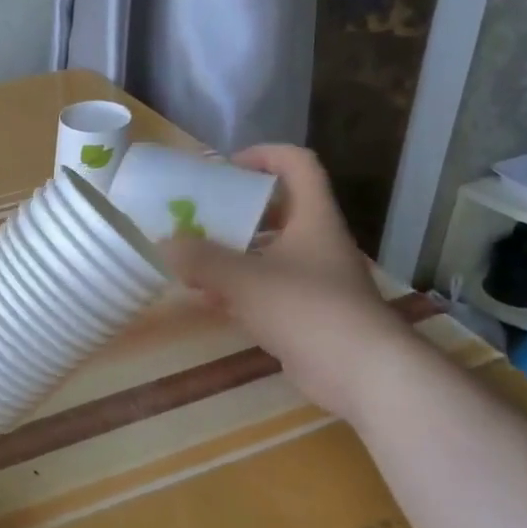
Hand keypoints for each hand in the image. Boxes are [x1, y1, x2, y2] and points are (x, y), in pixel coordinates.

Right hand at [162, 144, 415, 421]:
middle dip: (236, 210)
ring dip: (231, 253)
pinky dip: (237, 289)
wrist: (362, 373)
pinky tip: (207, 299)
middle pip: (277, 210)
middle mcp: (317, 242)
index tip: (226, 167)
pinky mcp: (307, 314)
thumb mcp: (244, 278)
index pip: (297, 164)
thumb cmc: (306, 308)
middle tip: (199, 215)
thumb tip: (165, 243)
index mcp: (313, 218)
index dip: (264, 154)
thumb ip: (201, 259)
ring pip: (268, 253)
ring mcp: (314, 280)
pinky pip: (266, 289)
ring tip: (192, 259)